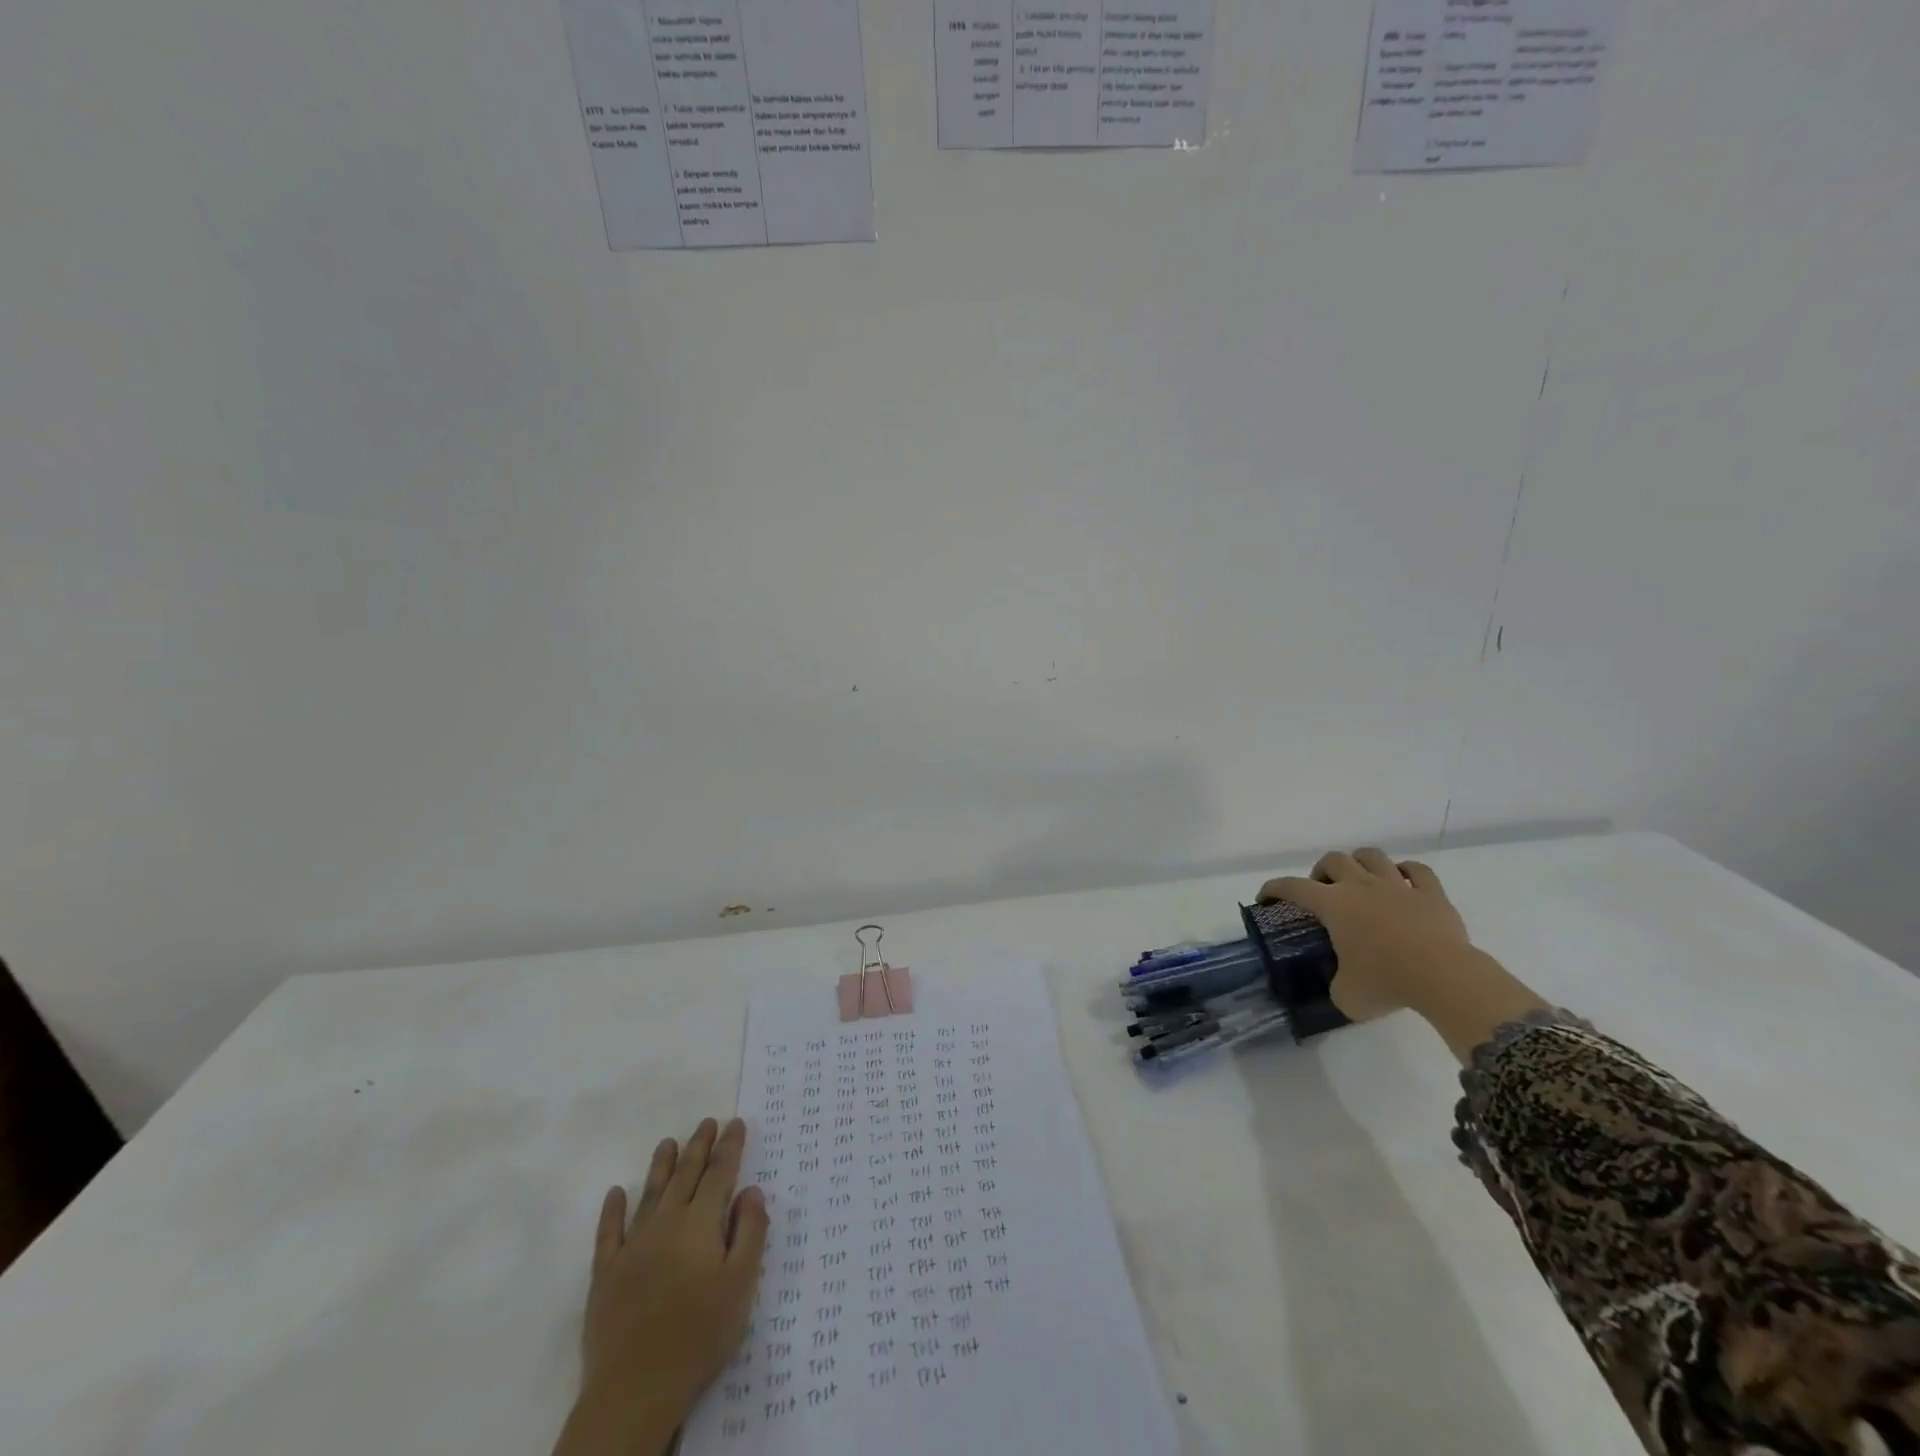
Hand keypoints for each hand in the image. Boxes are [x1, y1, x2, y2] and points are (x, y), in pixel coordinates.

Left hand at [555, 1118, 769, 1455]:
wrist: (636, 1388)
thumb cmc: (700, 1334)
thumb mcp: (742, 1284)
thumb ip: (750, 1232)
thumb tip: (751, 1190)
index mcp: (701, 1223)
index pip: (720, 1173)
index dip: (729, 1147)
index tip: (735, 1123)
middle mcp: (667, 1222)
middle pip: (686, 1175)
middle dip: (699, 1146)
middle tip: (707, 1122)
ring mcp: (633, 1246)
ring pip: (650, 1194)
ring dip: (661, 1166)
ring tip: (668, 1143)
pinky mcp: (605, 1273)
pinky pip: (609, 1232)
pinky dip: (612, 1210)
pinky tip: (615, 1194)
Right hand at [1259, 848, 1545, 1059]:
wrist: (1444, 977)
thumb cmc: (1386, 982)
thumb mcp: (1347, 996)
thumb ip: (1336, 985)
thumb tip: (1340, 985)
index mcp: (1333, 905)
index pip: (1292, 887)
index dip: (1274, 888)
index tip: (1265, 896)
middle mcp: (1361, 886)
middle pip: (1334, 859)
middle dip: (1322, 871)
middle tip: (1323, 891)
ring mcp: (1398, 886)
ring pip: (1373, 856)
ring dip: (1361, 862)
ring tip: (1360, 879)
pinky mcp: (1432, 894)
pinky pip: (1418, 871)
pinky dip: (1408, 872)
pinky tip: (1404, 882)